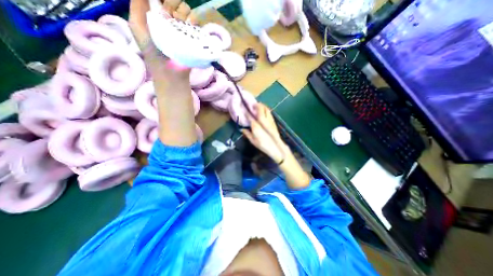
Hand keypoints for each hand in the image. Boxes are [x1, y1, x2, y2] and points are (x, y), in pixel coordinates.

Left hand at [128, 0, 193, 80]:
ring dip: (182, 12)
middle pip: (177, 1)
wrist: (170, 71)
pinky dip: (194, 19)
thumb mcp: (137, 26)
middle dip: (172, 4)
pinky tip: (190, 24)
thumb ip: (137, 5)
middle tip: (169, 17)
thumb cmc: (152, 51)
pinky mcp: (195, 37)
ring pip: (187, 9)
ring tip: (178, 24)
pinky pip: (197, 21)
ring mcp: (185, 28)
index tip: (162, 6)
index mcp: (158, 14)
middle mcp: (172, 19)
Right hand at [240, 104, 287, 162]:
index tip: (244, 110)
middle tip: (253, 104)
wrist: (276, 147)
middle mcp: (263, 120)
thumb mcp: (253, 141)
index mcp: (256, 125)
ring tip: (259, 105)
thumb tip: (242, 129)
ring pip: (266, 109)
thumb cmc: (263, 145)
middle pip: (260, 109)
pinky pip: (270, 113)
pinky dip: (267, 110)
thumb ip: (247, 134)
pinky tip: (265, 111)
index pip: (250, 116)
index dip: (247, 112)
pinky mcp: (273, 122)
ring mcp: (269, 120)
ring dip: (262, 106)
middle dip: (256, 105)